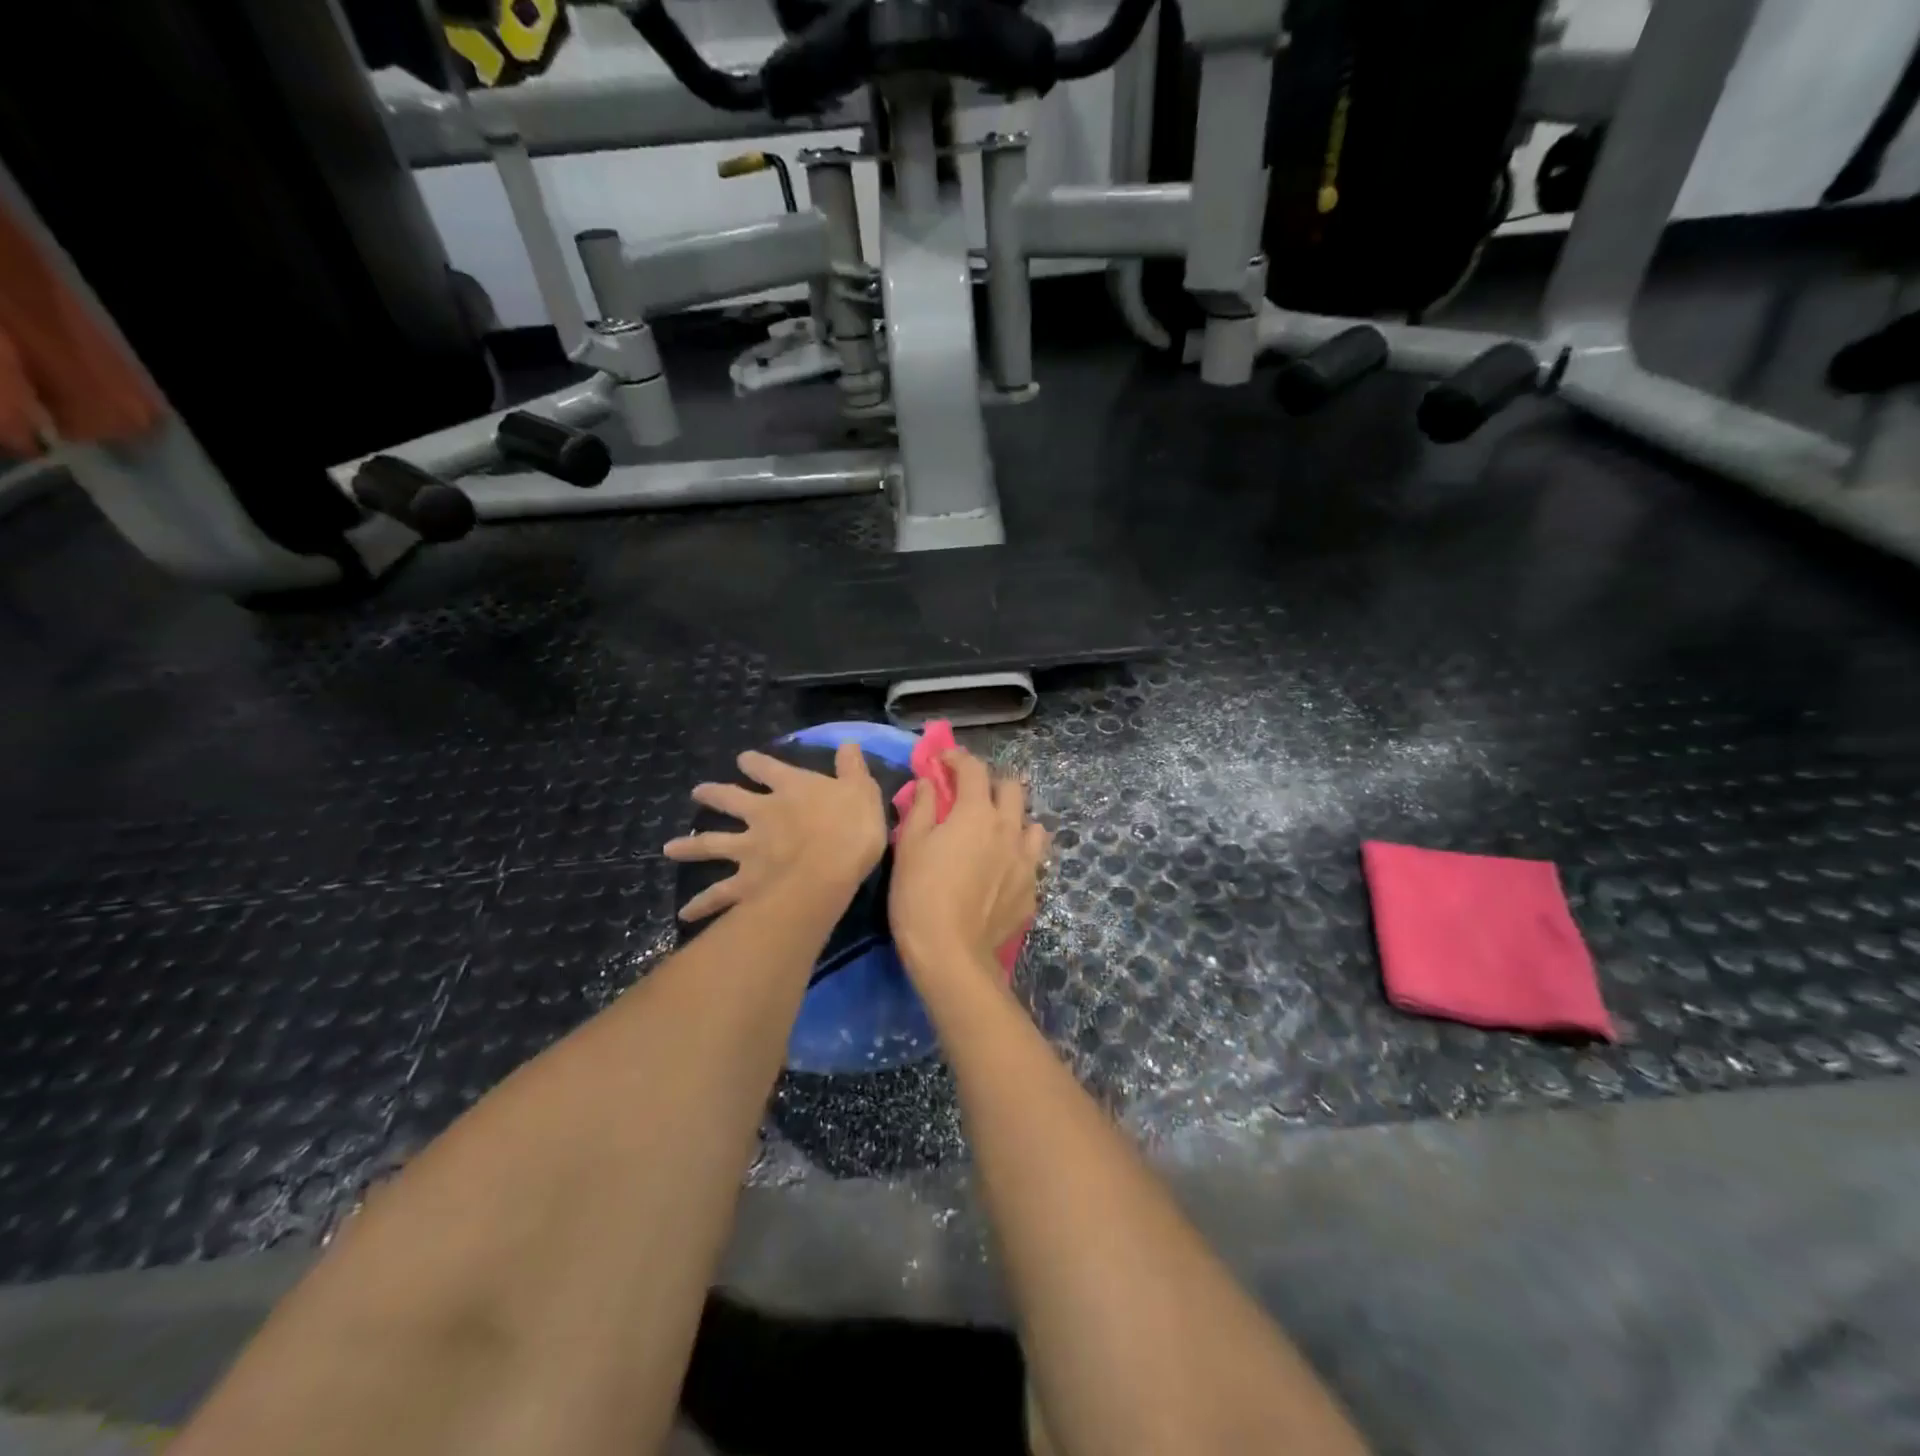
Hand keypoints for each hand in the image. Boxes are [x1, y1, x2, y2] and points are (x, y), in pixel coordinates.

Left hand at [665, 742, 885, 921]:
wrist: (828, 871)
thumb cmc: (851, 827)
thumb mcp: (862, 790)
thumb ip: (852, 768)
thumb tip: (848, 743)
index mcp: (790, 788)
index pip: (766, 767)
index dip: (754, 762)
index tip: (744, 760)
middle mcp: (762, 813)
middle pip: (729, 799)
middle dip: (712, 795)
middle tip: (697, 793)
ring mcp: (748, 849)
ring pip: (711, 844)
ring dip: (689, 847)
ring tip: (669, 849)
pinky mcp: (744, 883)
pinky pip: (718, 895)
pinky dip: (701, 905)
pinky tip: (684, 913)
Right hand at [890, 748, 1049, 980]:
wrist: (950, 953)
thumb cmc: (920, 893)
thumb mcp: (910, 845)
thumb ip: (922, 807)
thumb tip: (930, 782)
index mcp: (977, 813)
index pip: (973, 769)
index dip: (957, 758)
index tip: (943, 760)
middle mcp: (1009, 829)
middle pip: (1013, 788)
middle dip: (991, 783)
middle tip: (971, 795)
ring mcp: (1026, 861)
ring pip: (1032, 824)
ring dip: (1015, 819)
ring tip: (996, 832)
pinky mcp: (1032, 890)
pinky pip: (1032, 860)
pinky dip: (1018, 855)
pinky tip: (1002, 870)